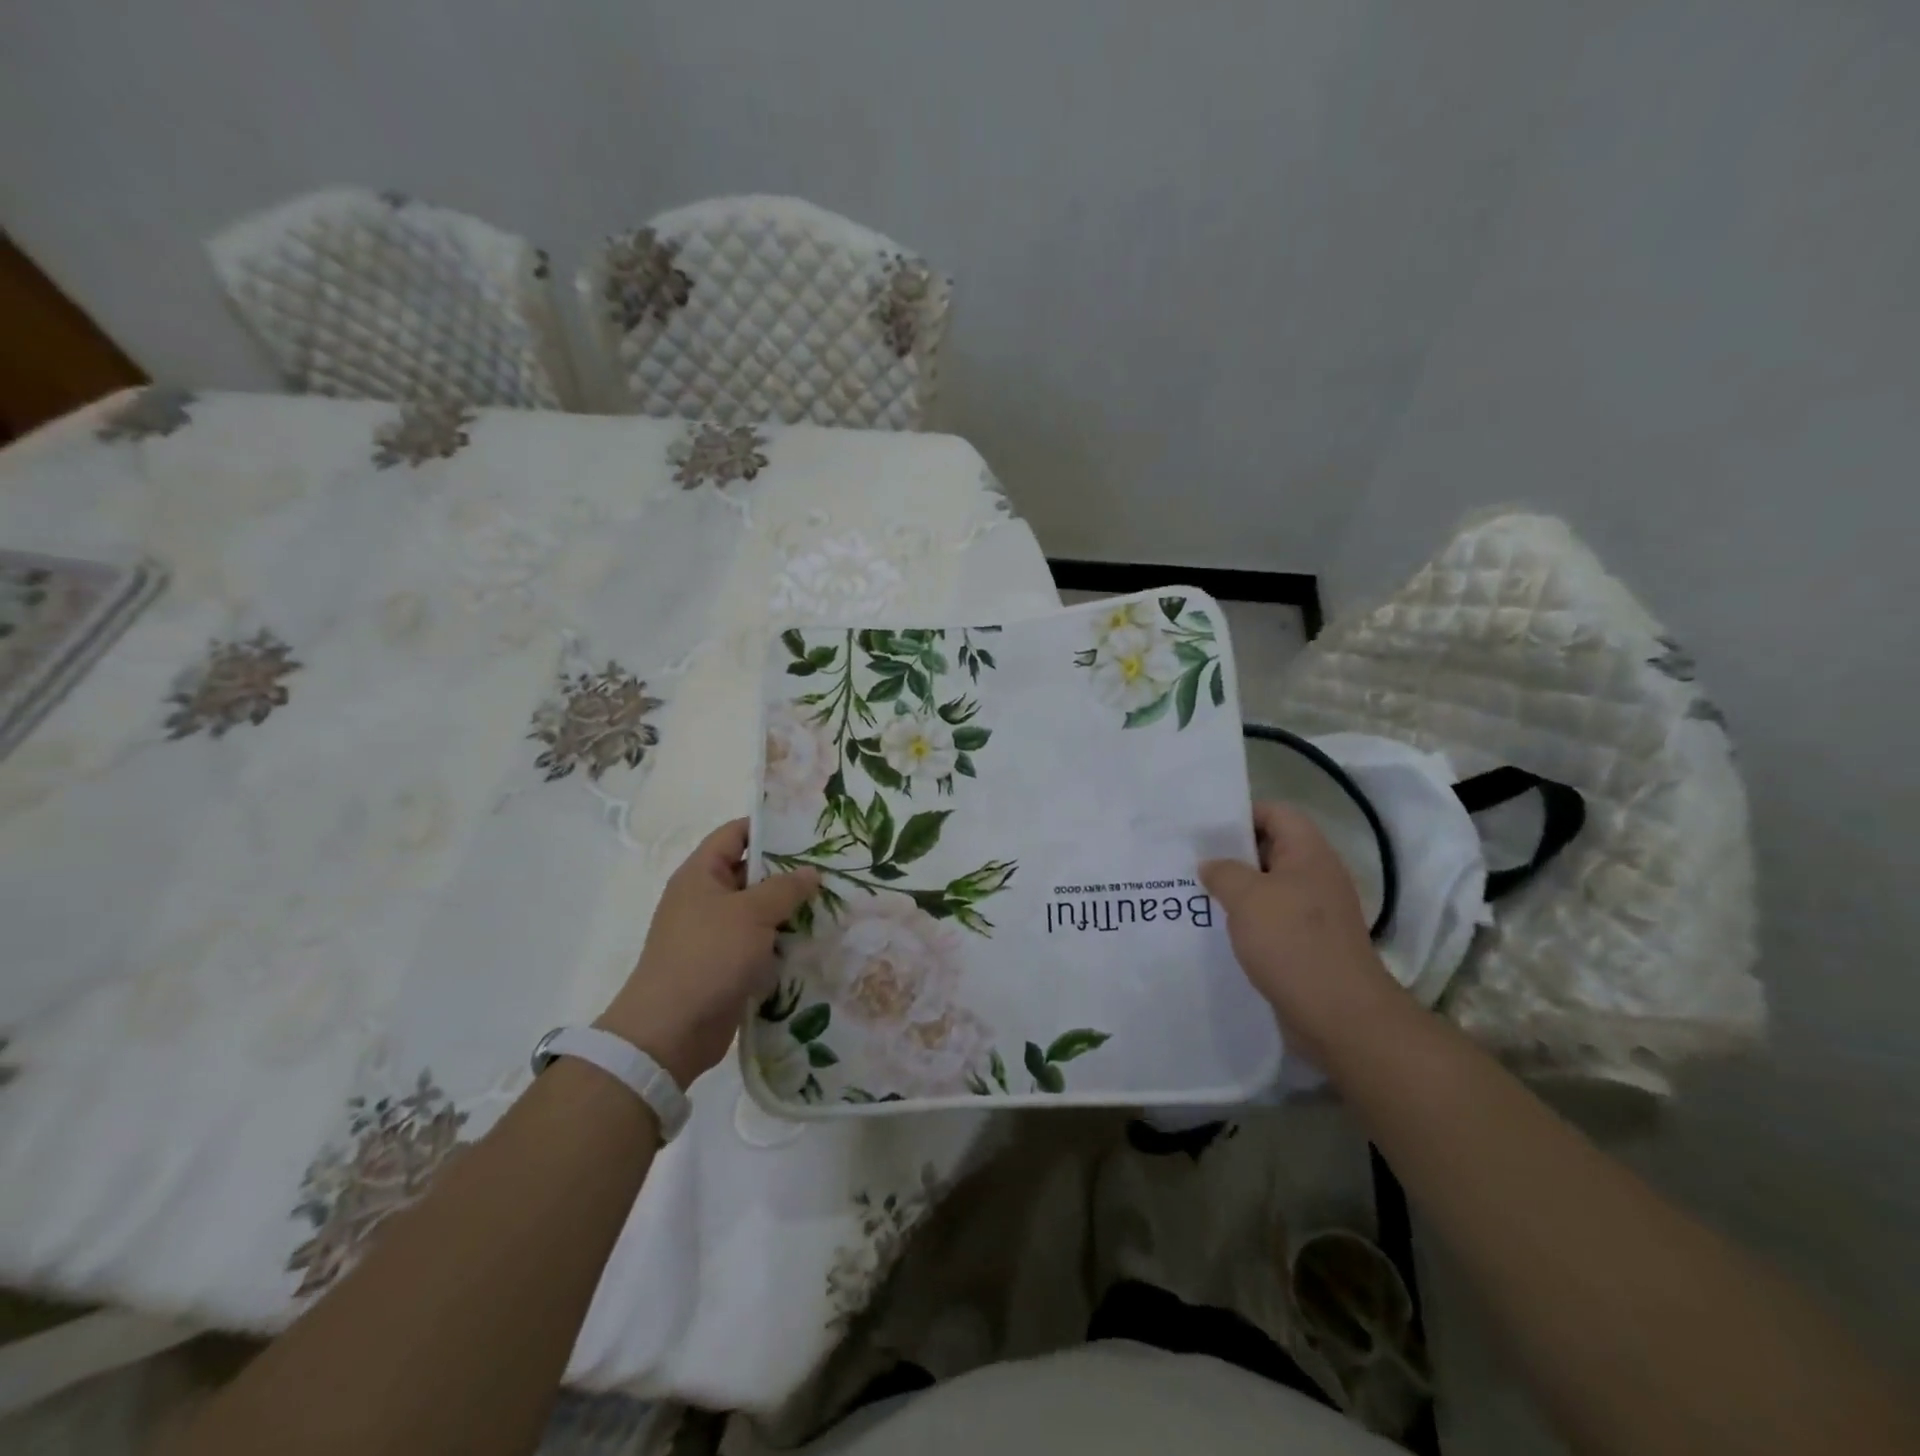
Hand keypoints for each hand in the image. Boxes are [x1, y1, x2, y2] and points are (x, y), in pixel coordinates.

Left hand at [598, 819, 817, 1087]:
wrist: (671, 1031)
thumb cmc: (708, 957)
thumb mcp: (751, 913)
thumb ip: (785, 888)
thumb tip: (811, 872)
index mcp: (701, 874)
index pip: (735, 834)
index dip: (769, 827)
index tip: (809, 829)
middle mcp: (706, 899)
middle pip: (752, 872)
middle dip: (790, 871)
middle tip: (833, 867)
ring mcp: (716, 934)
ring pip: (760, 911)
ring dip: (791, 910)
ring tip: (835, 902)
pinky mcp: (727, 965)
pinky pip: (761, 944)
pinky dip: (784, 942)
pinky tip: (817, 940)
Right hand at [1200, 802, 1407, 1064]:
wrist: (1339, 1016)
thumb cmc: (1293, 943)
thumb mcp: (1247, 897)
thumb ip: (1223, 872)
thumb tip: (1211, 865)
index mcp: (1309, 853)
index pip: (1276, 813)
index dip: (1241, 813)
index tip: (1204, 829)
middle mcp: (1316, 876)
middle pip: (1270, 849)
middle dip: (1231, 854)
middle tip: (1189, 860)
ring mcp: (1314, 913)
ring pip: (1267, 887)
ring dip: (1235, 891)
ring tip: (1195, 894)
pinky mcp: (1307, 944)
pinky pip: (1271, 920)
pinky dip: (1246, 921)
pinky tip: (1216, 930)